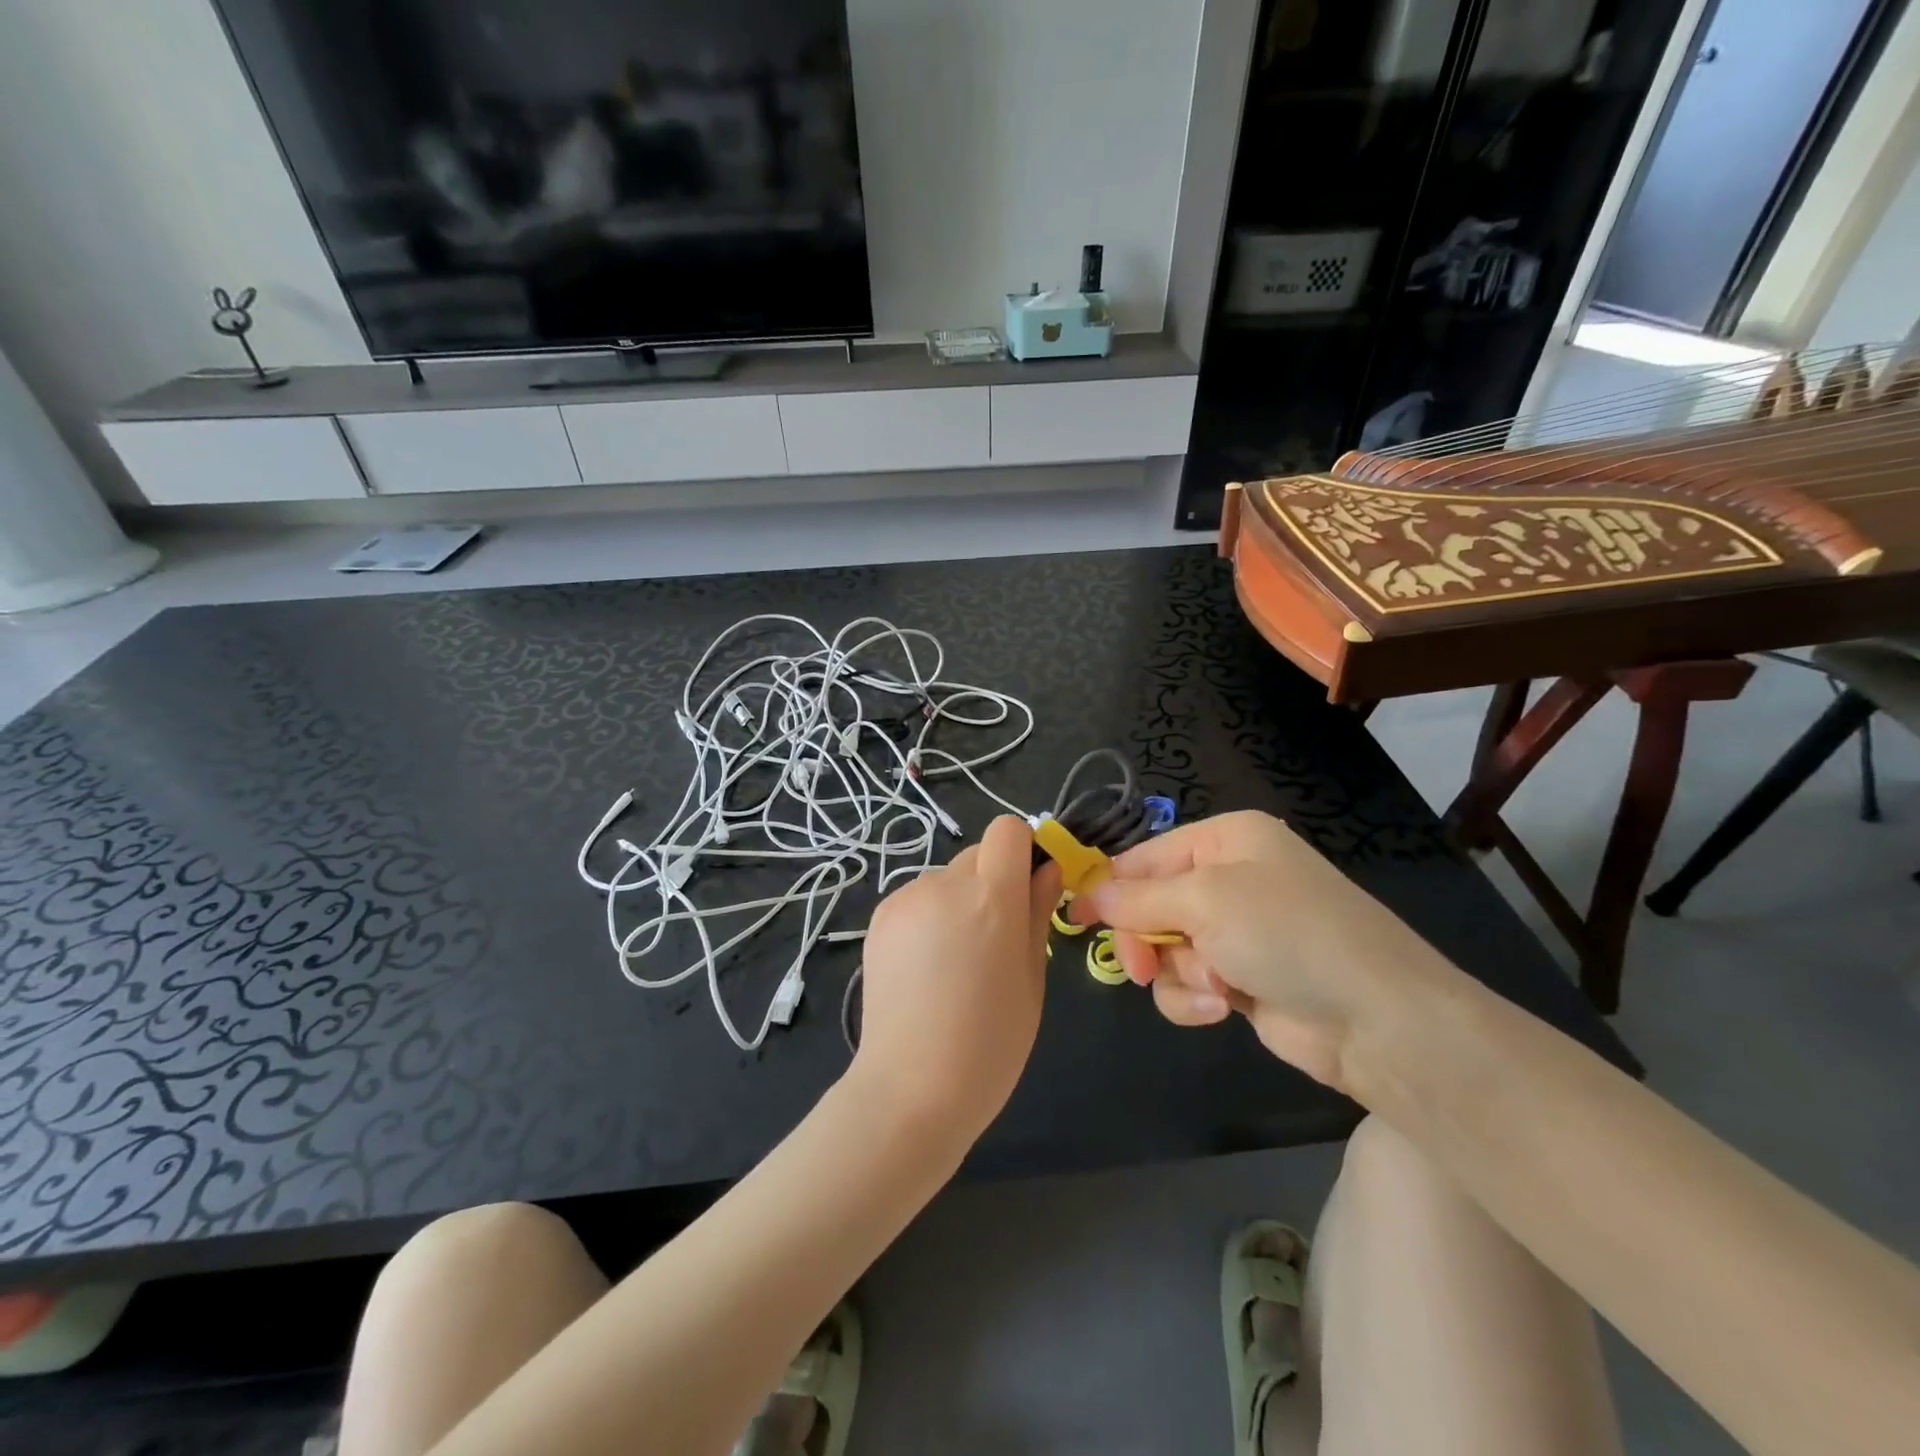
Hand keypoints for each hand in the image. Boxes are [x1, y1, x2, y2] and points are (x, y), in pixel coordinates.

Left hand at [852, 816, 1060, 1143]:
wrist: (910, 1090)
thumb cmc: (990, 1044)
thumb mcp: (1032, 978)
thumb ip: (1038, 913)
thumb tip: (1048, 870)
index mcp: (992, 897)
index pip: (1008, 829)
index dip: (1022, 851)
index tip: (1028, 888)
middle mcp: (945, 884)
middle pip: (978, 854)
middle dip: (993, 882)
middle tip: (995, 939)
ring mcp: (906, 899)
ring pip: (946, 879)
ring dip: (959, 902)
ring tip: (955, 963)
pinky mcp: (879, 918)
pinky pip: (917, 900)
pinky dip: (929, 919)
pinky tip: (925, 969)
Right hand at [1070, 811, 1453, 1092]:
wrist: (1377, 1020)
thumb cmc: (1286, 933)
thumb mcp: (1204, 900)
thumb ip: (1136, 898)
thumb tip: (1086, 893)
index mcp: (1226, 840)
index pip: (1144, 857)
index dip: (1107, 886)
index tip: (1073, 918)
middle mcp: (1230, 879)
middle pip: (1150, 905)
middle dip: (1145, 938)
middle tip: (1139, 966)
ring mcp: (1238, 932)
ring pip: (1166, 949)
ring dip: (1179, 972)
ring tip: (1212, 987)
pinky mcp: (1243, 979)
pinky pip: (1190, 983)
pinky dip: (1196, 998)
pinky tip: (1223, 1008)